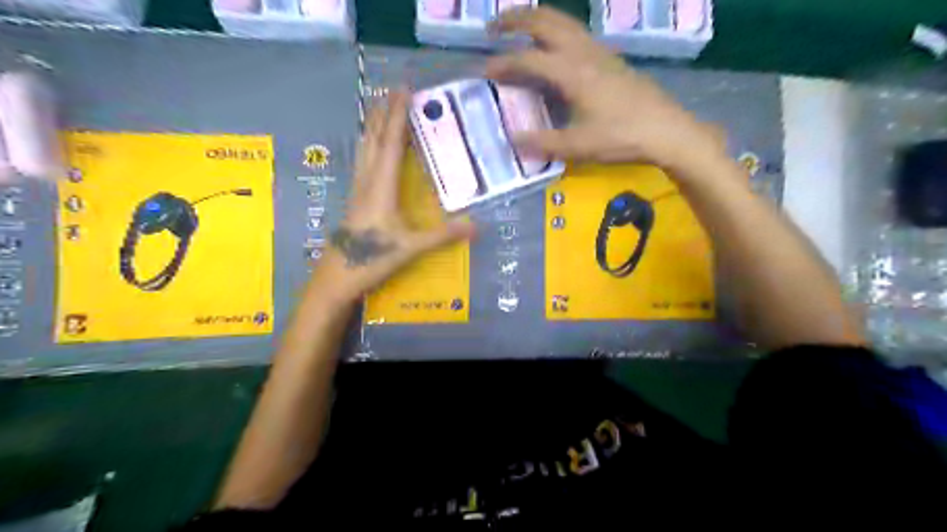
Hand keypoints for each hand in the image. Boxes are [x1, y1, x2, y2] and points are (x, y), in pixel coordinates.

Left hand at [315, 92, 476, 303]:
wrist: (336, 278)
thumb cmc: (372, 260)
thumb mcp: (411, 248)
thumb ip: (443, 235)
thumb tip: (476, 226)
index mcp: (381, 187)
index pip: (391, 143)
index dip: (398, 116)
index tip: (403, 90)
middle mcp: (367, 181)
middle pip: (374, 139)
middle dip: (383, 112)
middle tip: (393, 90)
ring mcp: (358, 189)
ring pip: (365, 148)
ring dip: (374, 126)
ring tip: (381, 109)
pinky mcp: (355, 198)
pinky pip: (363, 161)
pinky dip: (370, 145)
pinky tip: (372, 148)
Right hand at [487, 6, 725, 175]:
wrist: (667, 130)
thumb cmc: (622, 137)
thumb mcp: (579, 146)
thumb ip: (543, 143)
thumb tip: (513, 140)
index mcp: (572, 72)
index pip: (529, 59)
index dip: (503, 63)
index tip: (484, 71)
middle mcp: (583, 52)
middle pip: (545, 21)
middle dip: (515, 18)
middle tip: (493, 26)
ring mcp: (599, 51)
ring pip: (563, 21)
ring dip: (537, 19)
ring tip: (518, 28)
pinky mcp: (610, 58)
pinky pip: (576, 33)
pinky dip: (556, 30)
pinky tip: (553, 47)